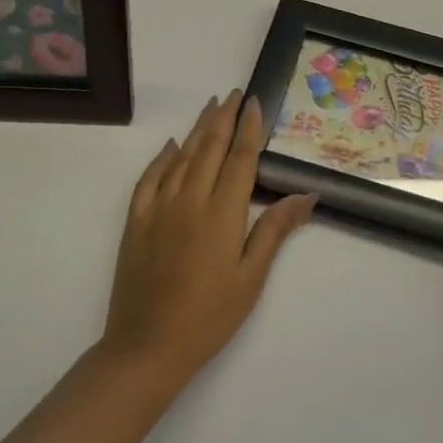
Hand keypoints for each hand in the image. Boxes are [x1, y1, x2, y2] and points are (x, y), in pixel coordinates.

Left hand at [101, 91, 315, 387]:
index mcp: (222, 212)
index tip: (254, 102)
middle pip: (209, 147)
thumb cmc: (209, 317)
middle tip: (233, 94)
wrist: (147, 347)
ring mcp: (159, 208)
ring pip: (181, 156)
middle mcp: (190, 199)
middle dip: (223, 117)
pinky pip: (149, 178)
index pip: (239, 158)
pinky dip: (162, 157)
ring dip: (197, 129)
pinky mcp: (136, 222)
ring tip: (210, 107)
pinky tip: (171, 145)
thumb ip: (275, 231)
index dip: (248, 128)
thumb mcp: (251, 278)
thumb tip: (306, 195)